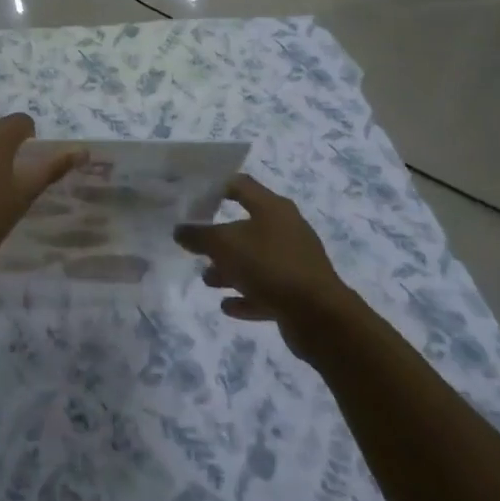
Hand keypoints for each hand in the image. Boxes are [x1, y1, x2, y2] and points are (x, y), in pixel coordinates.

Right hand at [175, 174, 348, 340]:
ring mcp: (294, 261)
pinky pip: (265, 289)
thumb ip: (198, 235)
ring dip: (230, 269)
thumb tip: (179, 230)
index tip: (191, 195)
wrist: (319, 316)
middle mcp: (286, 229)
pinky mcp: (298, 291)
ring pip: (255, 259)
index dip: (215, 186)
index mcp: (272, 207)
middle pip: (246, 226)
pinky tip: (227, 306)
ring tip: (207, 280)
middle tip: (194, 243)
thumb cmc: (269, 266)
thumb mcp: (224, 245)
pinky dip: (246, 295)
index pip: (239, 185)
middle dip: (219, 237)